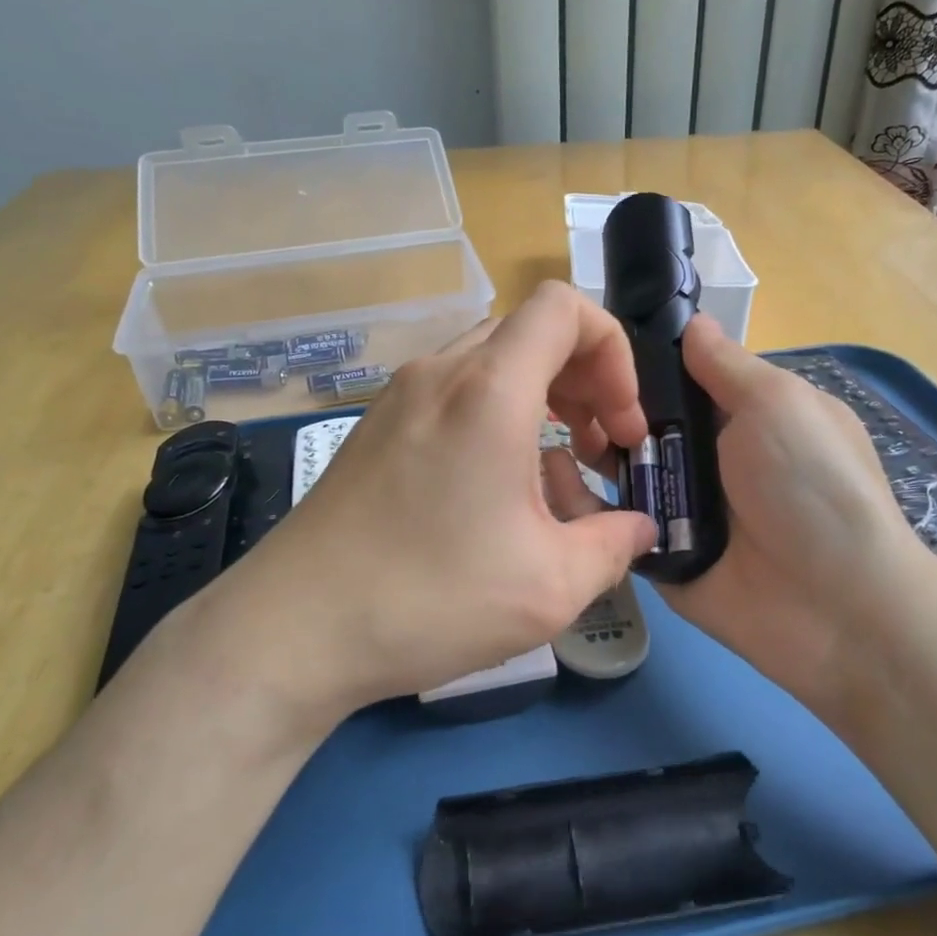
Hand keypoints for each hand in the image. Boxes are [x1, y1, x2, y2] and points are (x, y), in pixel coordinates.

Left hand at [181, 282, 658, 732]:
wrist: (295, 628)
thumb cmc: (430, 598)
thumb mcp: (551, 586)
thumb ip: (615, 545)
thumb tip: (641, 527)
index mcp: (490, 390)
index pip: (564, 307)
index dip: (612, 350)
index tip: (620, 421)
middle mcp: (441, 373)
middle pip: (531, 332)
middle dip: (584, 379)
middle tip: (600, 448)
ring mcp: (401, 396)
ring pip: (493, 362)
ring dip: (541, 398)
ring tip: (557, 469)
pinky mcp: (377, 426)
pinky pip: (455, 392)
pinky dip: (496, 415)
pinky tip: (497, 487)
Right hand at [555, 315, 936, 705]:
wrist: (834, 606)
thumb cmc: (811, 484)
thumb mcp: (779, 404)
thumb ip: (727, 365)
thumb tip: (692, 323)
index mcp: (744, 415)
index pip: (679, 378)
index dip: (638, 361)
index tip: (588, 344)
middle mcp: (710, 457)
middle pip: (642, 422)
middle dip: (603, 407)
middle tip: (557, 395)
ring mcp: (682, 507)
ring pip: (623, 469)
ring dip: (589, 451)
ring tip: (545, 435)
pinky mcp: (660, 551)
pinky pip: (616, 521)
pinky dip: (584, 504)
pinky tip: (549, 479)